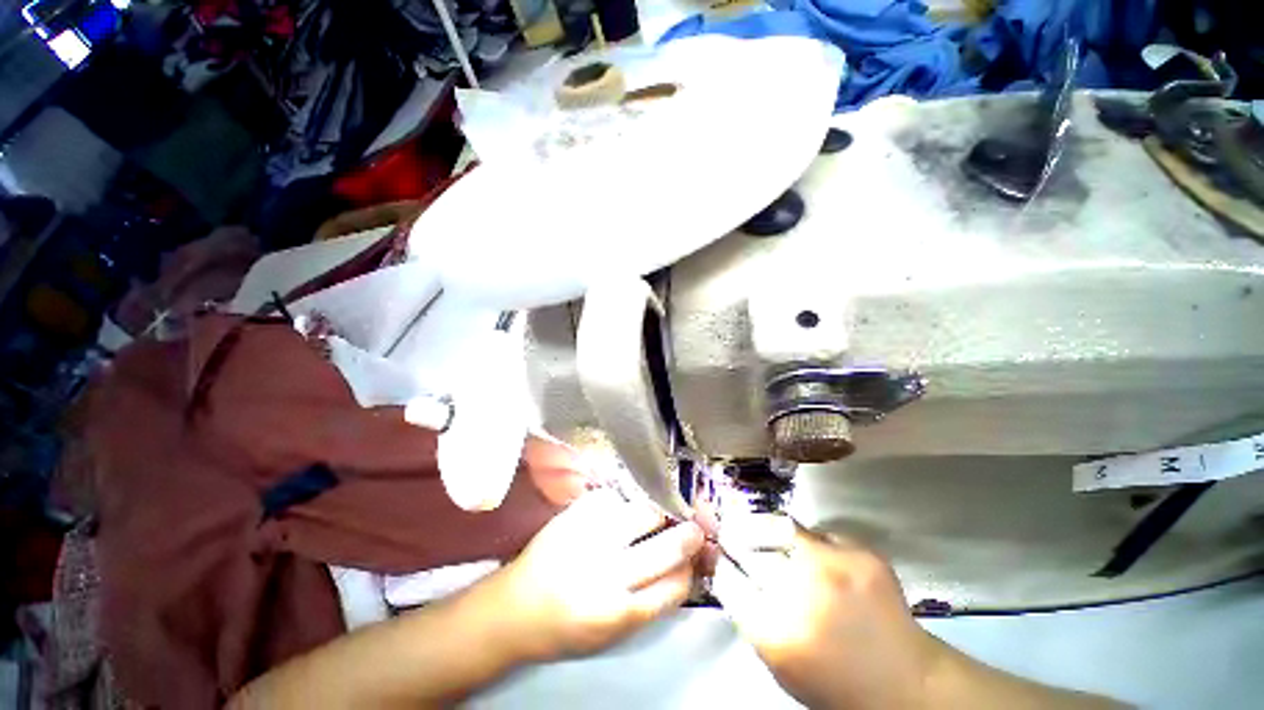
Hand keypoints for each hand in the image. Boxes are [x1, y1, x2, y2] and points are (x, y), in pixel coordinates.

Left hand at [486, 489, 704, 661]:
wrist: (515, 609)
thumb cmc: (567, 626)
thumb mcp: (613, 632)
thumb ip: (649, 600)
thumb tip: (684, 567)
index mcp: (621, 613)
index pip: (676, 586)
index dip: (691, 568)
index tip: (695, 558)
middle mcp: (608, 575)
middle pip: (666, 547)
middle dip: (688, 534)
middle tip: (694, 527)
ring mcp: (591, 538)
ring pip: (643, 514)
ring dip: (657, 512)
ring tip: (656, 514)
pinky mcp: (574, 515)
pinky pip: (613, 498)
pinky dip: (622, 502)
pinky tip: (620, 509)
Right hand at [719, 528, 939, 709]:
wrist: (906, 684)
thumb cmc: (834, 683)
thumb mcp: (780, 663)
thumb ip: (750, 616)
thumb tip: (730, 572)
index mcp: (773, 630)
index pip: (728, 577)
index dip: (721, 562)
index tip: (718, 553)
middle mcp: (799, 592)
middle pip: (748, 547)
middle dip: (736, 537)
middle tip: (731, 530)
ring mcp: (832, 567)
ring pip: (779, 528)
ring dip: (768, 531)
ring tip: (768, 531)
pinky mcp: (860, 554)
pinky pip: (818, 533)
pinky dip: (811, 541)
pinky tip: (818, 557)